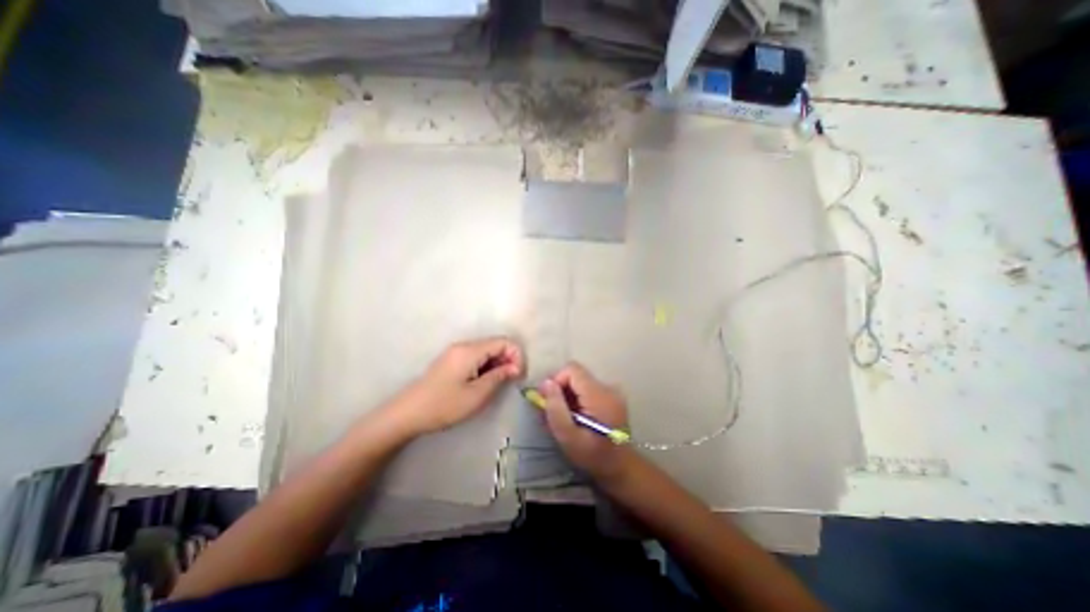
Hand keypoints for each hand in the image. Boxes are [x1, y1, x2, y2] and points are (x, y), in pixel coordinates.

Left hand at [388, 340, 524, 434]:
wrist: (408, 413)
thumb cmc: (445, 405)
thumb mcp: (477, 394)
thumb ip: (499, 377)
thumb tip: (515, 367)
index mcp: (470, 350)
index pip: (504, 342)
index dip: (516, 355)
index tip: (518, 375)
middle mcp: (464, 346)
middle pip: (495, 344)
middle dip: (508, 360)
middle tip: (511, 382)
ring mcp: (456, 352)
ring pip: (486, 351)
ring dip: (497, 364)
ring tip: (498, 384)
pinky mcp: (452, 360)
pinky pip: (476, 357)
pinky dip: (486, 366)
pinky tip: (484, 382)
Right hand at [539, 363, 630, 481]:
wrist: (620, 468)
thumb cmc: (592, 456)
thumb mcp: (567, 437)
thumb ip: (555, 408)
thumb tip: (546, 382)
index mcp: (599, 395)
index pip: (572, 369)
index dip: (556, 380)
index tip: (548, 400)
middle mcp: (608, 387)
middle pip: (576, 374)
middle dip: (560, 389)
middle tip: (552, 412)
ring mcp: (611, 391)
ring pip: (580, 382)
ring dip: (568, 395)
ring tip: (564, 417)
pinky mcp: (611, 396)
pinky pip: (587, 389)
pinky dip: (577, 399)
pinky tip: (575, 417)